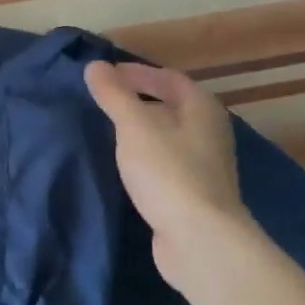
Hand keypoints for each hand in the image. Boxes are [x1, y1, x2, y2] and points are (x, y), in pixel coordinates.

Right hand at [84, 61, 246, 290]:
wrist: (199, 238)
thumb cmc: (168, 172)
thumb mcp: (134, 127)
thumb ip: (114, 95)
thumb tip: (95, 66)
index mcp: (202, 108)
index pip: (169, 78)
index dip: (138, 73)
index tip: (106, 76)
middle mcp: (210, 131)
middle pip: (173, 105)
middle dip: (140, 99)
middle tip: (105, 100)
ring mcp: (206, 165)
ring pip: (170, 135)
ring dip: (143, 128)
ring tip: (110, 130)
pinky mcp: (195, 193)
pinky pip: (168, 162)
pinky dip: (147, 155)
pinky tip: (127, 166)